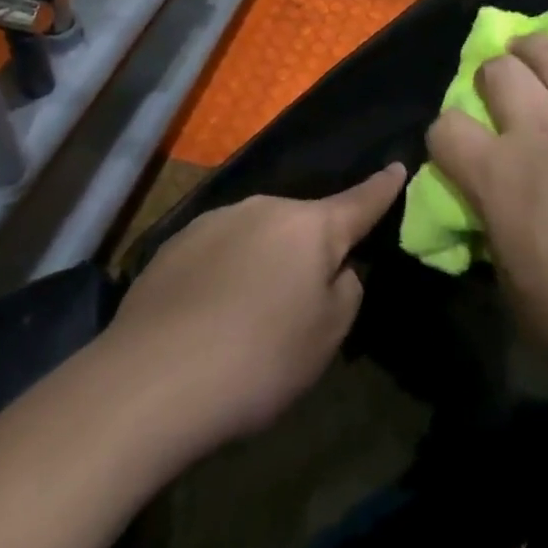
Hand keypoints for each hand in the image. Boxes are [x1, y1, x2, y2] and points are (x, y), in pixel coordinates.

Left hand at [99, 165, 405, 454]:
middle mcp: (265, 208)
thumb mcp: (327, 336)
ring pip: (259, 236)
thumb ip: (346, 290)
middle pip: (303, 224)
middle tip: (301, 302)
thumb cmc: (258, 358)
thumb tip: (337, 268)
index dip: (383, 187)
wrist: (149, 381)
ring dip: (265, 261)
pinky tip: (208, 317)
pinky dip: (226, 273)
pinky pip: (219, 251)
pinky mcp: (175, 243)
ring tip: (247, 316)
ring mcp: (216, 220)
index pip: (360, 200)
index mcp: (310, 226)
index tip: (398, 166)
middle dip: (310, 250)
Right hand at [426, 19, 547, 401]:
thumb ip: (498, 238)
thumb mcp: (518, 295)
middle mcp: (540, 130)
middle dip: (490, 77)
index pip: (445, 129)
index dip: (443, 136)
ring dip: (534, 46)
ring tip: (530, 48)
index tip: (455, 150)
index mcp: (498, 176)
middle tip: (499, 92)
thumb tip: (495, 213)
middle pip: (498, 73)